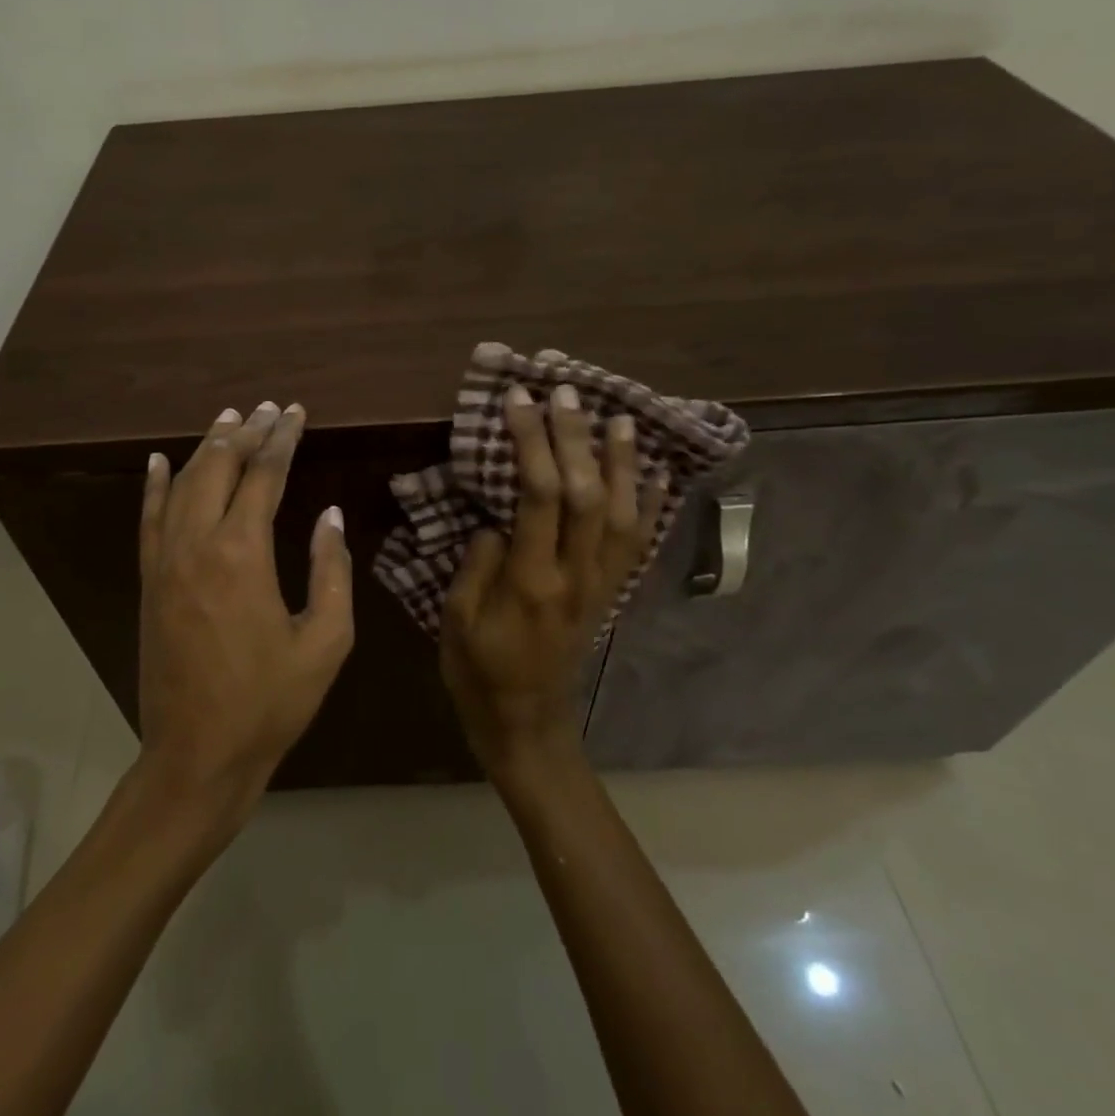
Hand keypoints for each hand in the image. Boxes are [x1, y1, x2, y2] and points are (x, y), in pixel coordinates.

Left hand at [136, 403, 354, 820]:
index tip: (296, 413)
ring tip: (228, 418)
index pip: (264, 476)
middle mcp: (197, 545)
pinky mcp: (149, 582)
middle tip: (268, 408)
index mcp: (242, 554)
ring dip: (207, 448)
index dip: (282, 439)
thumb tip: (330, 516)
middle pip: (219, 468)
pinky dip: (156, 485)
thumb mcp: (325, 641)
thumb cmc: (270, 703)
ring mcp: (165, 562)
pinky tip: (162, 460)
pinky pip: (149, 520)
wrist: (197, 754)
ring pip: (183, 484)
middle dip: (245, 432)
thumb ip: (332, 571)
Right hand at [441, 384, 663, 778]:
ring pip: (622, 513)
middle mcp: (577, 576)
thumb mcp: (457, 622)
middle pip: (585, 494)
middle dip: (575, 438)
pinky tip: (657, 473)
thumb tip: (498, 519)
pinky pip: (638, 543)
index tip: (518, 401)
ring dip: (622, 462)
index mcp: (532, 581)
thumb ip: (478, 564)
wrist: (528, 723)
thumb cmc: (479, 673)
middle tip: (565, 392)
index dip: (531, 442)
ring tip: (620, 418)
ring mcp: (601, 584)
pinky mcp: (611, 593)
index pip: (538, 496)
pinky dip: (650, 504)